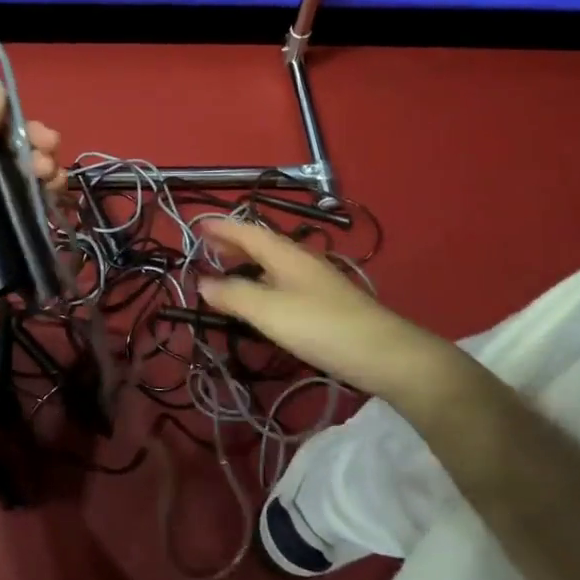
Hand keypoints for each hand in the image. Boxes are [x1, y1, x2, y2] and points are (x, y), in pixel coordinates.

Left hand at [0, 85, 65, 357]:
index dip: (9, 120)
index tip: (35, 128)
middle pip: (5, 149)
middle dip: (33, 148)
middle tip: (51, 156)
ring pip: (20, 177)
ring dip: (43, 172)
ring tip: (54, 182)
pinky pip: (25, 206)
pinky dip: (42, 198)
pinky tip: (55, 199)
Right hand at [196, 219, 459, 406]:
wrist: (384, 353)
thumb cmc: (320, 326)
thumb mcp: (268, 311)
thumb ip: (232, 295)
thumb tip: (201, 282)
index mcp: (284, 253)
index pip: (245, 230)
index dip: (220, 227)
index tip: (195, 226)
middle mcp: (299, 259)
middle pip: (260, 243)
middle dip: (231, 243)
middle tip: (205, 248)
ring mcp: (314, 280)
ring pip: (271, 263)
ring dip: (245, 262)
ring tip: (224, 270)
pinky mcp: (323, 302)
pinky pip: (281, 280)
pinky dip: (260, 281)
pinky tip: (259, 299)